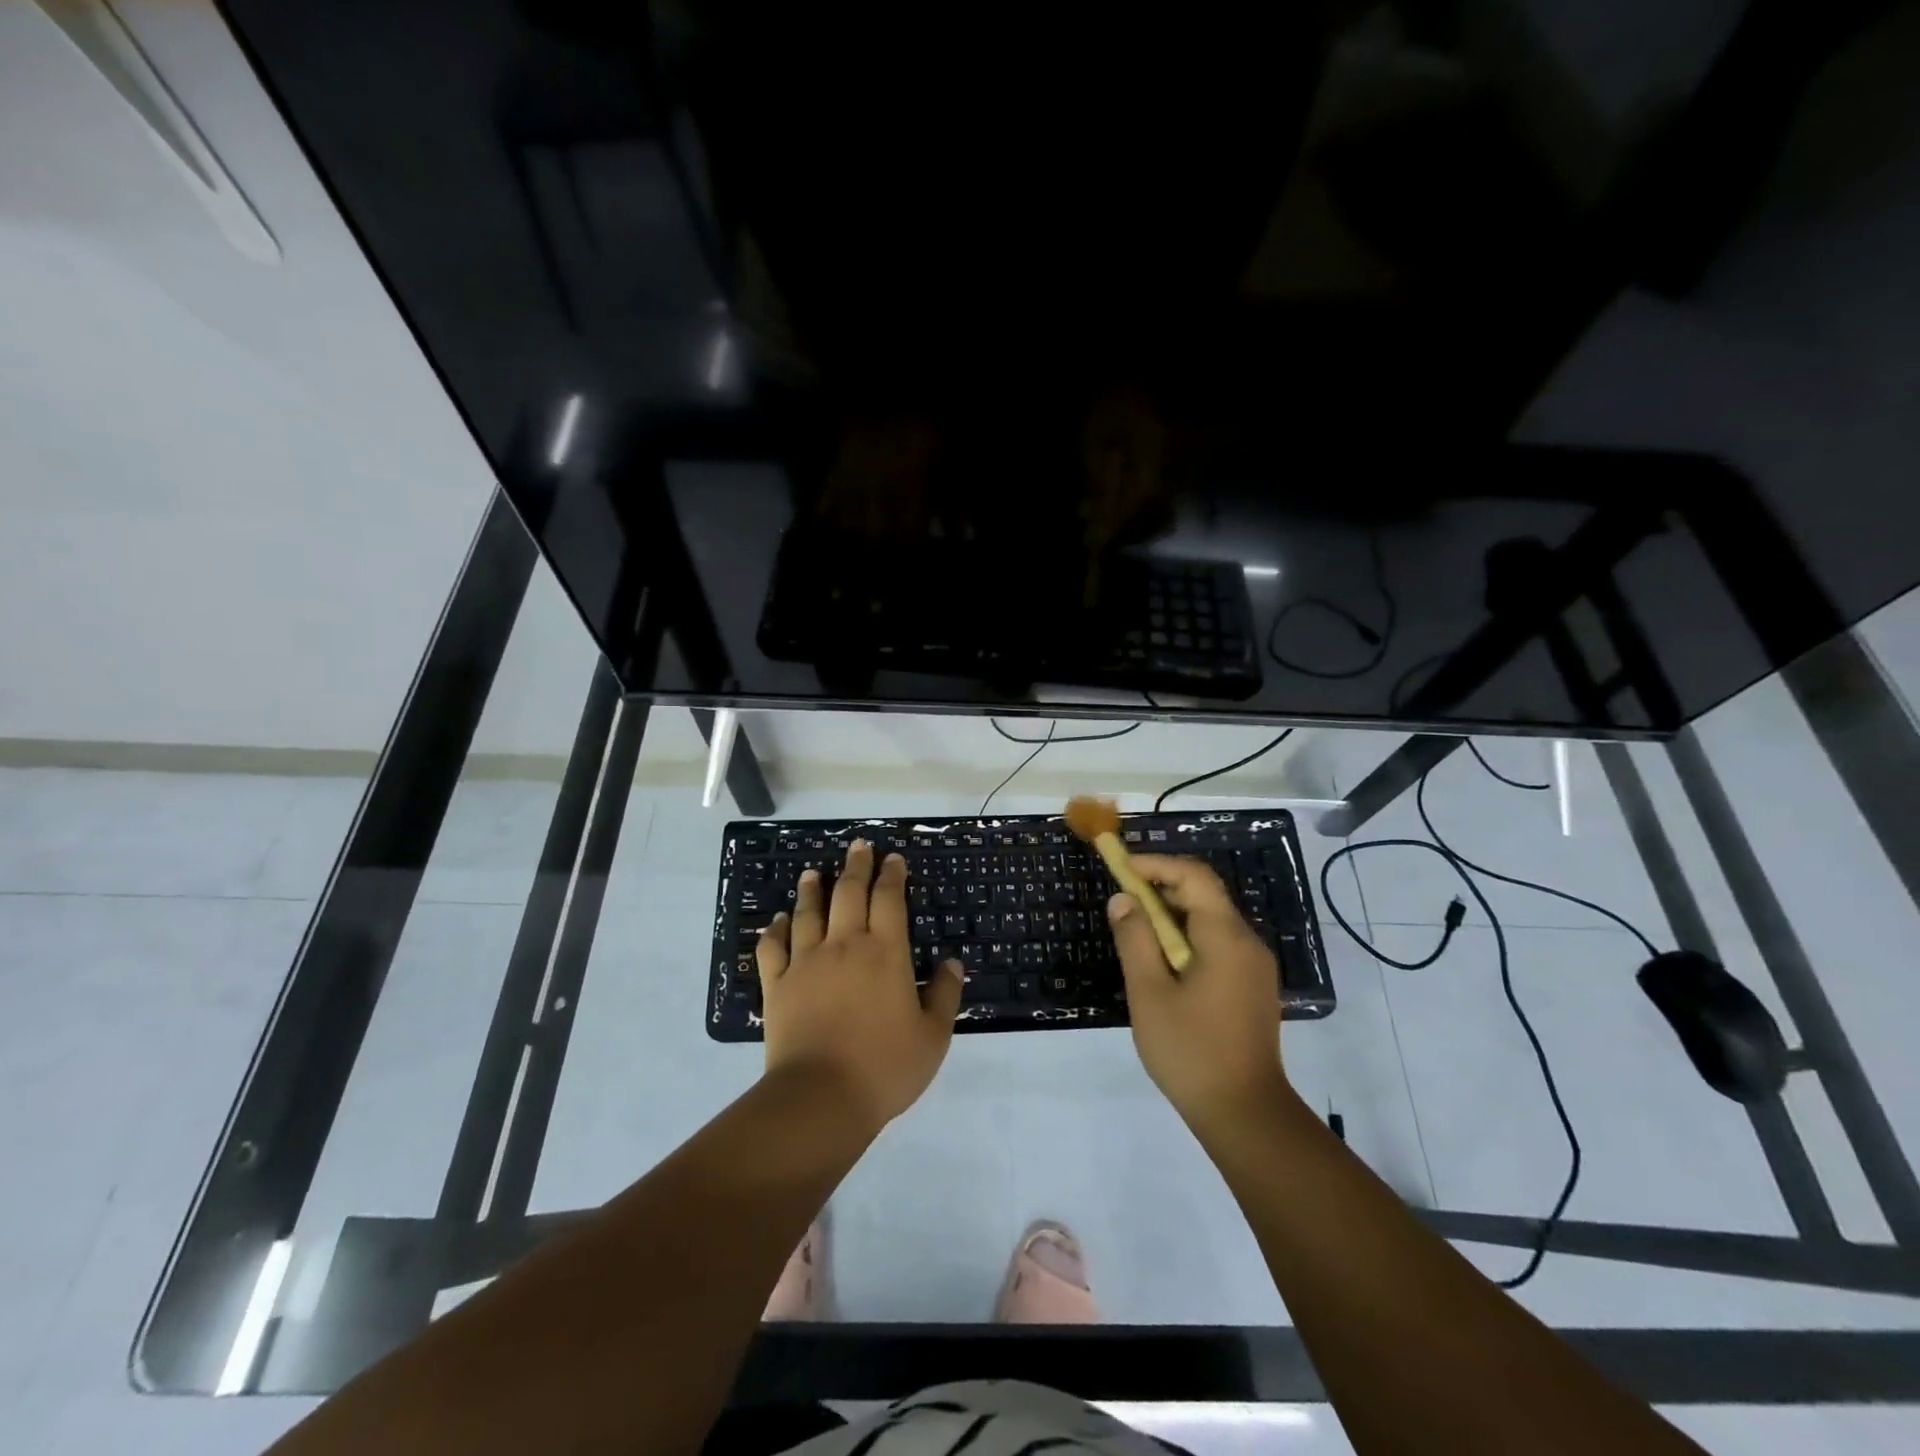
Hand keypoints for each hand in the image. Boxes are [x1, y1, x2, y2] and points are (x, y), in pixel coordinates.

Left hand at [756, 840, 963, 1132]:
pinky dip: (775, 929)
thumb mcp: (932, 1036)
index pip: (889, 899)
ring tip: (813, 873)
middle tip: (858, 846)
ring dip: (812, 889)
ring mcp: (806, 962)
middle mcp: (844, 945)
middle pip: (848, 893)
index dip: (891, 875)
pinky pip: (772, 947)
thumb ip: (943, 994)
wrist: (821, 1097)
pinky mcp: (777, 984)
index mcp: (885, 952)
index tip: (892, 859)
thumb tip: (951, 962)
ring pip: (808, 913)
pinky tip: (777, 921)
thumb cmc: (885, 1067)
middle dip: (855, 866)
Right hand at [1108, 855, 1293, 1129]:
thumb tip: (1123, 900)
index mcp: (1226, 937)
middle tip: (1122, 899)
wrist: (1245, 1114)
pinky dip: (1187, 937)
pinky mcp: (1252, 987)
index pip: (1194, 876)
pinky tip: (1162, 962)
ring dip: (1172, 914)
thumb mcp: (1150, 993)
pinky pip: (1218, 944)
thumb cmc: (1191, 1051)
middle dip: (1161, 887)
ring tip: (1135, 929)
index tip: (1121, 869)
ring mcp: (1254, 967)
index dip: (1156, 864)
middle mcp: (1247, 943)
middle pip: (1205, 894)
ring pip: (1211, 920)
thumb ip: (1135, 940)